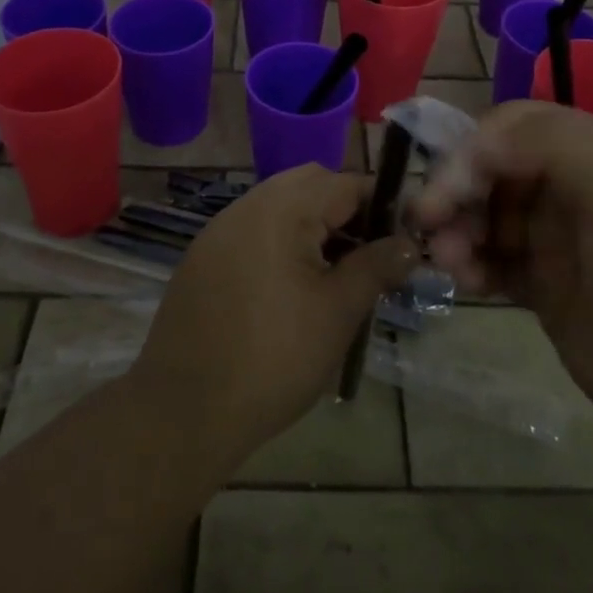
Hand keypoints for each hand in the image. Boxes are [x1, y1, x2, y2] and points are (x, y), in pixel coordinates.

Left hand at [129, 165, 416, 470]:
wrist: (184, 409)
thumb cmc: (274, 358)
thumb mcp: (338, 312)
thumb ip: (376, 267)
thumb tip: (408, 243)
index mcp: (282, 209)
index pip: (345, 183)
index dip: (382, 204)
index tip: (404, 236)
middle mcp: (247, 205)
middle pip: (310, 184)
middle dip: (346, 209)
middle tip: (369, 254)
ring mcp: (219, 229)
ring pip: (279, 204)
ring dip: (313, 224)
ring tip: (336, 273)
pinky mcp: (203, 256)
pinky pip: (253, 228)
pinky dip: (281, 240)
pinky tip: (292, 286)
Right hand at [411, 102, 592, 461]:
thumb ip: (547, 144)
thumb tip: (472, 150)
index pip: (517, 126)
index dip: (471, 148)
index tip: (443, 189)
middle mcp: (578, 188)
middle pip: (494, 168)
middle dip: (456, 190)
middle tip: (427, 226)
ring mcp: (563, 240)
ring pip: (487, 214)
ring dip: (457, 229)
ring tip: (446, 261)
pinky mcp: (550, 289)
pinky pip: (493, 261)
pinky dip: (470, 264)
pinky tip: (466, 283)